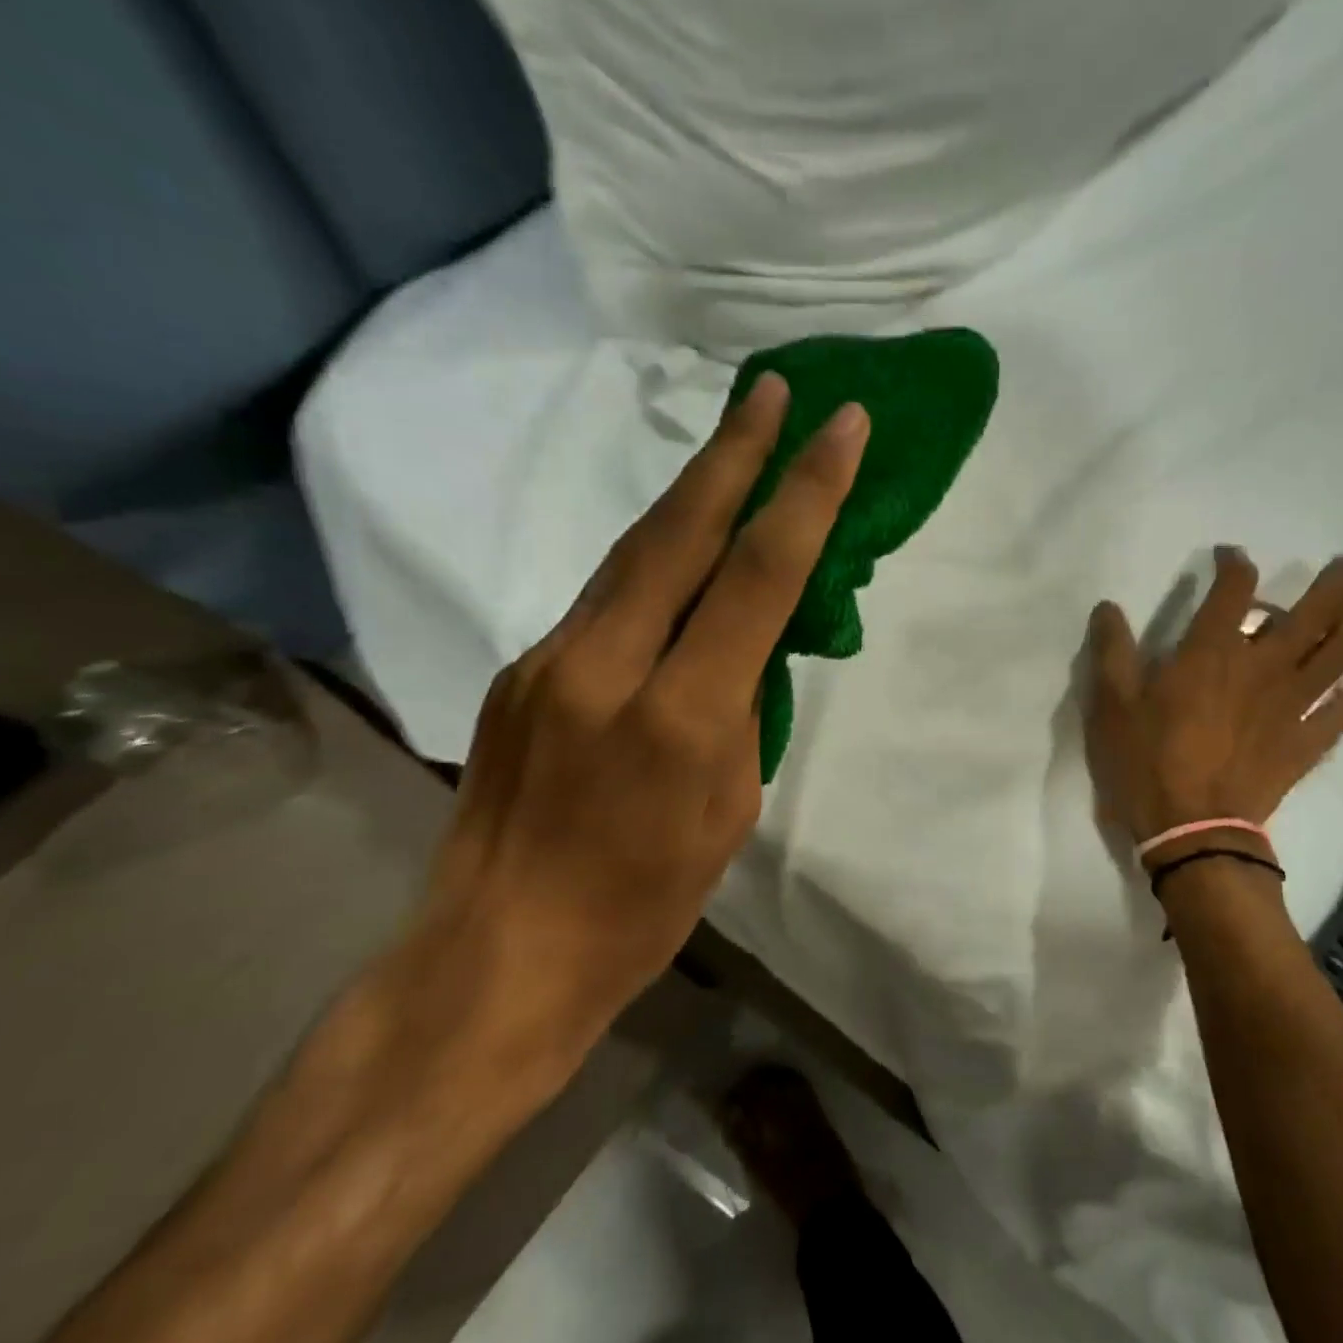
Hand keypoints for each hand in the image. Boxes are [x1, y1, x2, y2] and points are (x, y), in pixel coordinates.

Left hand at [404, 374, 868, 1076]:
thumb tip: (747, 643)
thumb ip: (742, 709)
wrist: (502, 953)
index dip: (805, 494)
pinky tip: (681, 556)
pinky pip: (605, 600)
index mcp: (679, 713)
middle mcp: (606, 665)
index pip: (757, 576)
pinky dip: (655, 565)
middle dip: (734, 452)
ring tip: (735, 447)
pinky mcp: (521, 671)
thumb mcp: (730, 807)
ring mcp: (550, 660)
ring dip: (692, 496)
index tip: (840, 429)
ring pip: (634, 555)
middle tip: (772, 390)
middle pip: (679, 532)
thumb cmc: (645, 903)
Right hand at [1084, 550, 1342, 856]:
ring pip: (1339, 653)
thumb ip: (1111, 651)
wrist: (1191, 829)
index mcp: (1212, 653)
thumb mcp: (1111, 705)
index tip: (1230, 557)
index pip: (1233, 591)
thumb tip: (1107, 606)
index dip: (1235, 564)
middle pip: (1310, 615)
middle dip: (1330, 585)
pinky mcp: (1307, 741)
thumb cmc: (1146, 762)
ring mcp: (1292, 705)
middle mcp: (1262, 667)